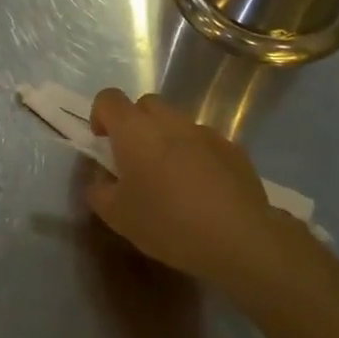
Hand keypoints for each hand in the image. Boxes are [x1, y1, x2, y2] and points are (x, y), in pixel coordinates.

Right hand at [86, 90, 294, 288]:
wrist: (238, 238)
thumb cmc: (167, 222)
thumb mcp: (116, 216)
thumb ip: (99, 190)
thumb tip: (102, 179)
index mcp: (134, 130)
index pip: (108, 99)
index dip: (100, 116)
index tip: (103, 143)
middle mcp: (169, 121)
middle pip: (145, 105)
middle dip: (136, 125)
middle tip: (136, 161)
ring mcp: (204, 132)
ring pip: (176, 123)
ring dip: (168, 140)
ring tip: (173, 179)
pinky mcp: (233, 149)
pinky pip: (204, 143)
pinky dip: (197, 156)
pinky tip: (203, 191)